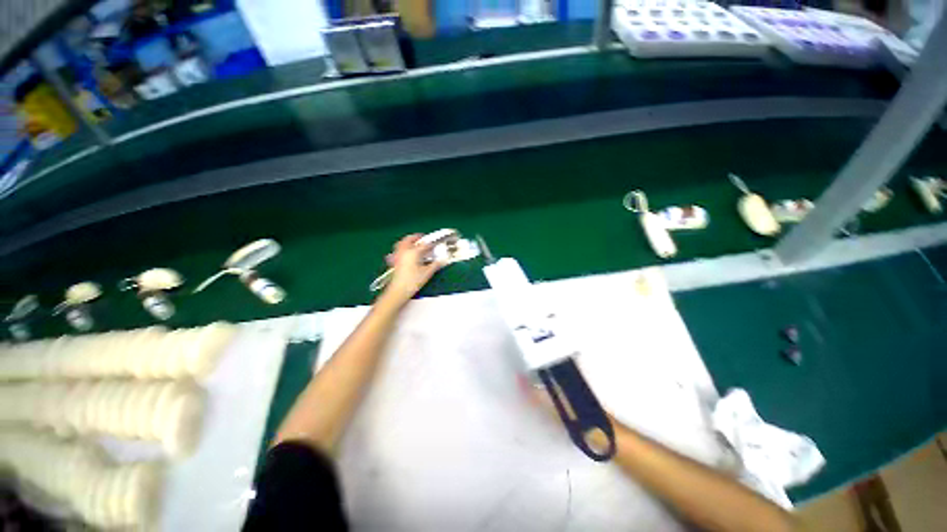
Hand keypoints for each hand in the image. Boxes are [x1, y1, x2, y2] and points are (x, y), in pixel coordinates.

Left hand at [381, 234, 444, 305]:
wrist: (398, 290)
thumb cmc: (413, 281)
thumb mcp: (427, 273)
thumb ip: (435, 265)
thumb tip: (442, 260)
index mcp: (413, 252)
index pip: (424, 244)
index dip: (431, 244)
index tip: (436, 244)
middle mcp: (404, 251)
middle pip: (409, 239)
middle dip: (416, 237)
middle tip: (423, 238)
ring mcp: (397, 256)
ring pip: (401, 243)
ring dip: (407, 241)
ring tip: (413, 243)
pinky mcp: (394, 261)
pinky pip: (397, 251)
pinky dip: (401, 249)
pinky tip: (404, 253)